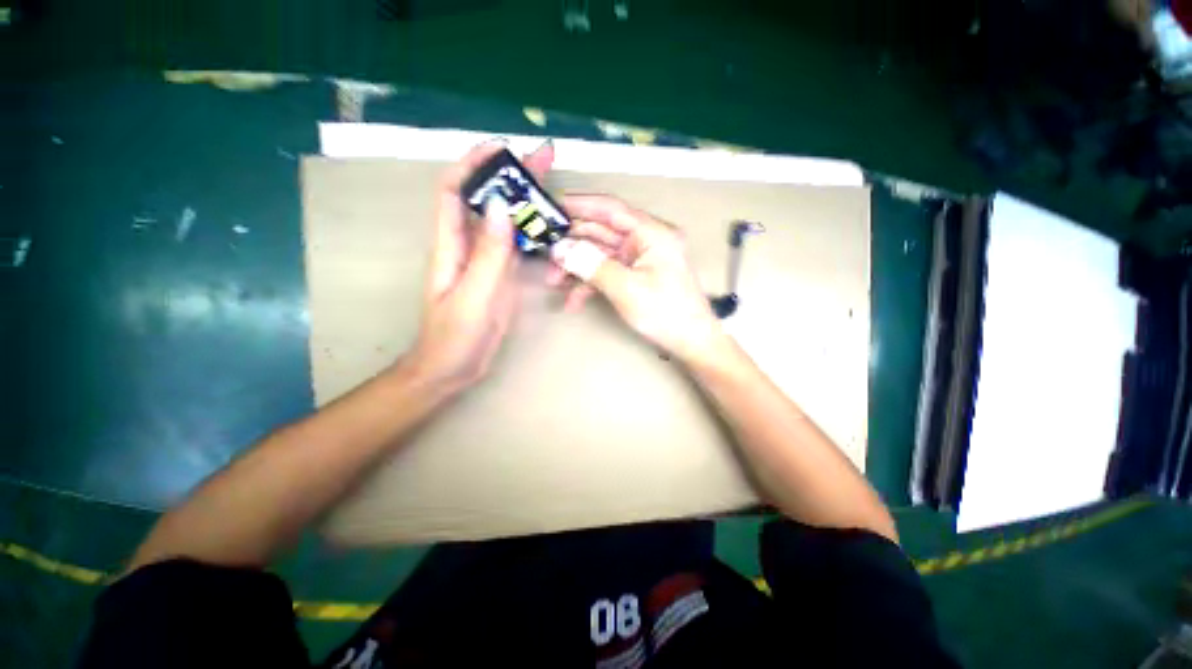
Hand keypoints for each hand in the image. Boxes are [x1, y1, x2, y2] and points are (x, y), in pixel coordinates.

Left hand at [407, 140, 554, 391]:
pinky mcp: (501, 277)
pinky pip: (516, 246)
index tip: (503, 148)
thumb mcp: (473, 297)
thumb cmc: (454, 337)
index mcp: (451, 247)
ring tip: (552, 184)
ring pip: (505, 221)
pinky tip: (548, 224)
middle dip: (510, 176)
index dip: (474, 165)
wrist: (452, 369)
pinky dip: (532, 230)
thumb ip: (489, 255)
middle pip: (487, 201)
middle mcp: (468, 247)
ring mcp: (487, 262)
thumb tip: (503, 207)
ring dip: (525, 200)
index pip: (455, 192)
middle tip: (544, 159)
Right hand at [549, 195, 728, 365]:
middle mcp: (645, 241)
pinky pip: (606, 273)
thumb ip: (592, 266)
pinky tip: (572, 301)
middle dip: (572, 245)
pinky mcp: (634, 276)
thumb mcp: (626, 288)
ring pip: (599, 254)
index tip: (551, 207)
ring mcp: (639, 260)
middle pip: (600, 233)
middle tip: (545, 256)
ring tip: (553, 283)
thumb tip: (560, 249)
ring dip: (576, 267)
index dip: (580, 205)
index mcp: (652, 233)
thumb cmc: (665, 313)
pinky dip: (589, 285)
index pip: (611, 209)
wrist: (691, 343)